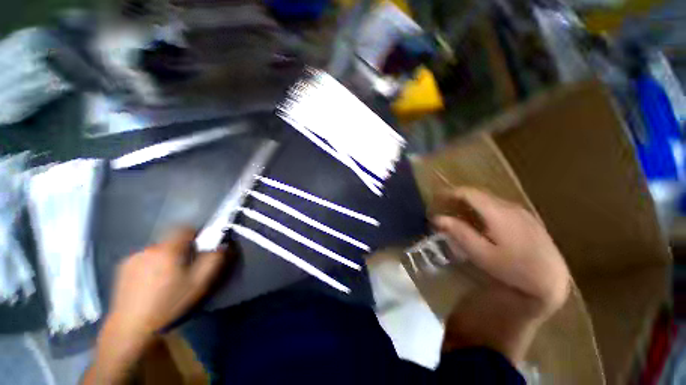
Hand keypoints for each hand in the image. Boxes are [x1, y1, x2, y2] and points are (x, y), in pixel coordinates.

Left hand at [107, 227, 227, 341]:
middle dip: (181, 249)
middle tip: (185, 268)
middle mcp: (148, 249)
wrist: (131, 328)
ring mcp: (132, 259)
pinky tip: (150, 284)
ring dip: (165, 258)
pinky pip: (143, 259)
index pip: (184, 228)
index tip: (200, 247)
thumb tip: (223, 244)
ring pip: (157, 251)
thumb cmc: (169, 303)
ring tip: (167, 279)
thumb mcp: (200, 283)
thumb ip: (214, 259)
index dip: (195, 234)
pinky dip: (151, 266)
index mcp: (168, 250)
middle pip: (170, 240)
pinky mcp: (121, 269)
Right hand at [433, 188, 569, 316]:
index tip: (436, 199)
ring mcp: (520, 211)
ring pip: (488, 200)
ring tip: (458, 215)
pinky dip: (482, 209)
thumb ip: (459, 233)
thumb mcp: (481, 254)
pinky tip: (481, 223)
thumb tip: (437, 218)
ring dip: (470, 204)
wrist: (552, 279)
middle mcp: (509, 206)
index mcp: (497, 212)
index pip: (468, 193)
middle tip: (444, 208)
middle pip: (477, 194)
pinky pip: (498, 206)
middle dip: (457, 198)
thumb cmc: (514, 269)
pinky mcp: (526, 218)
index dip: (449, 193)